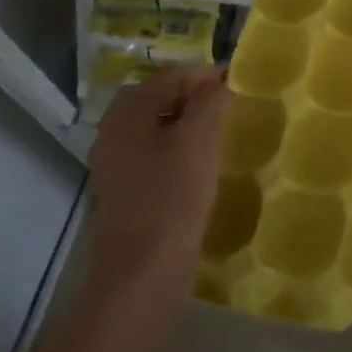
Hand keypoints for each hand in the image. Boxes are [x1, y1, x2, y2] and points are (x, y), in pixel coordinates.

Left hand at [81, 66, 233, 312]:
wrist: (141, 275)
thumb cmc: (171, 200)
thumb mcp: (198, 141)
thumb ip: (211, 102)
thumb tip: (221, 80)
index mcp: (126, 115)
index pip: (168, 77)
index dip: (203, 76)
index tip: (237, 85)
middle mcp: (114, 134)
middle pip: (158, 101)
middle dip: (194, 99)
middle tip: (230, 108)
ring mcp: (117, 166)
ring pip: (156, 131)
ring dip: (187, 126)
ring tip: (221, 136)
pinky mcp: (127, 194)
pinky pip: (155, 158)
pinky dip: (178, 153)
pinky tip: (201, 169)